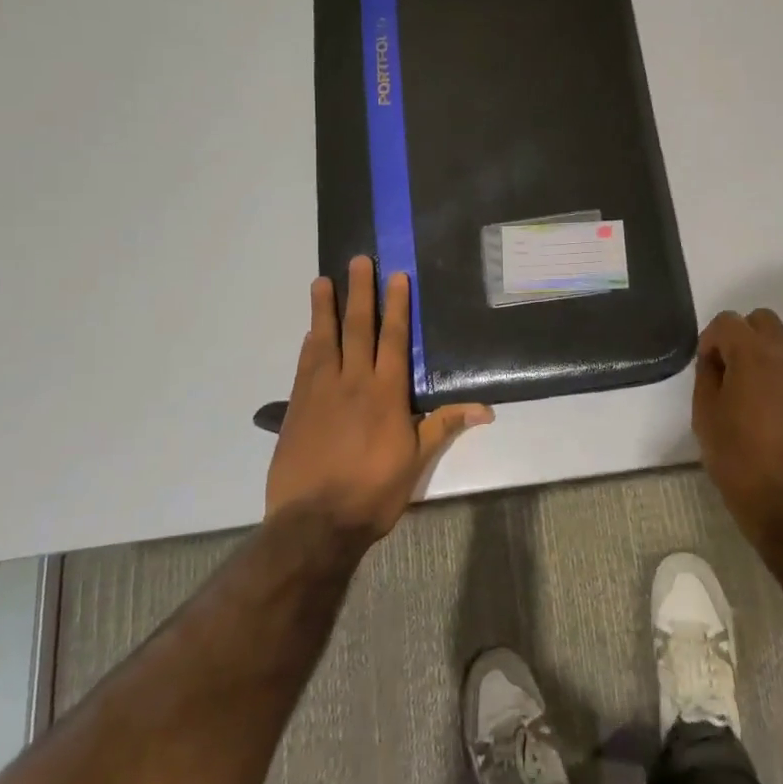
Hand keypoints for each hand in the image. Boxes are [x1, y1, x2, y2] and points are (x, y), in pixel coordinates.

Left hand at [266, 256, 492, 539]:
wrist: (314, 523)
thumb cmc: (373, 492)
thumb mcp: (415, 461)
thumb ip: (443, 425)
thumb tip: (485, 409)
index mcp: (386, 393)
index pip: (393, 339)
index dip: (396, 306)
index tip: (395, 276)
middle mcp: (352, 382)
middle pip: (357, 328)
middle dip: (359, 292)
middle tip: (357, 260)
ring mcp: (320, 392)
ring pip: (324, 340)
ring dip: (324, 308)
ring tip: (322, 280)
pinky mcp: (297, 407)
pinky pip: (304, 365)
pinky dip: (309, 343)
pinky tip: (310, 332)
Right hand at [692, 308, 782, 541]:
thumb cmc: (736, 457)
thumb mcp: (705, 414)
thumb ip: (707, 376)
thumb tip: (714, 360)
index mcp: (753, 356)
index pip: (729, 321)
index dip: (711, 339)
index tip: (705, 367)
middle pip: (763, 321)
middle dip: (741, 336)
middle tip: (726, 369)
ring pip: (781, 346)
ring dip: (760, 356)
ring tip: (744, 394)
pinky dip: (776, 379)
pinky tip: (764, 413)